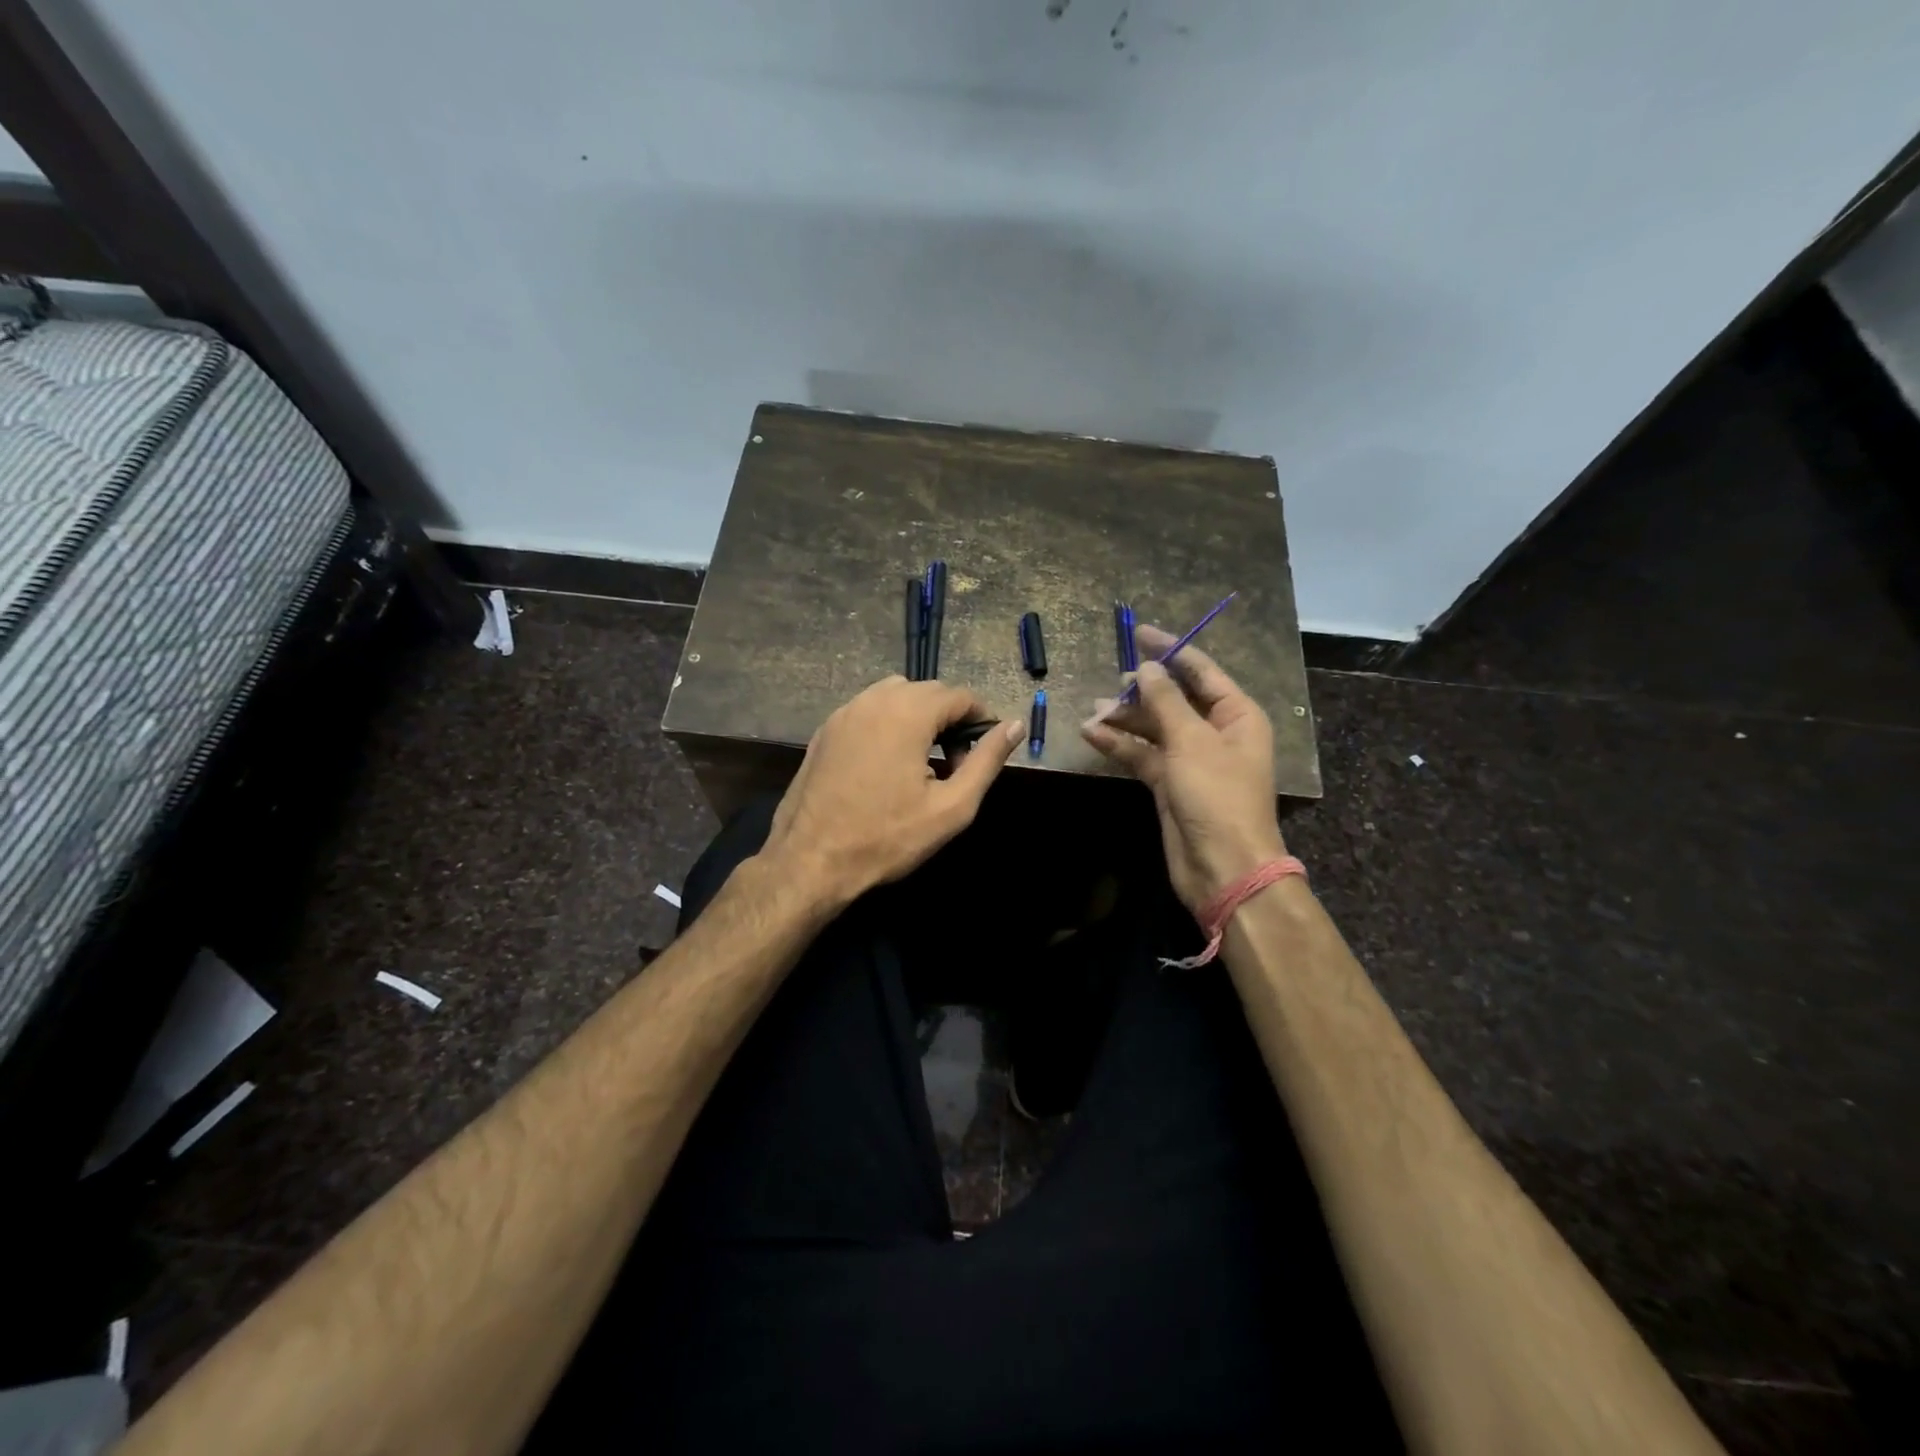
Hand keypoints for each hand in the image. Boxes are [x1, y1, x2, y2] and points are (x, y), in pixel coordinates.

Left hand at [761, 676, 1022, 906]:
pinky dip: (888, 724)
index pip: (959, 695)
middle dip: (950, 719)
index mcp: (907, 712)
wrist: (810, 861)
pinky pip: (868, 711)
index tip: (984, 753)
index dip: (981, 720)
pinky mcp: (825, 730)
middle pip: (927, 692)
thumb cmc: (887, 837)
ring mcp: (844, 712)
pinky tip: (887, 765)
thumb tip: (1015, 725)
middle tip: (956, 765)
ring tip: (923, 763)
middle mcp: (874, 699)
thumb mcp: (952, 807)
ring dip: (919, 718)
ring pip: (895, 696)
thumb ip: (987, 761)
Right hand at [1080, 625, 1286, 912]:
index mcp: (1237, 715)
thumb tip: (1147, 669)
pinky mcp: (1169, 784)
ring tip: (1093, 711)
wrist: (1223, 867)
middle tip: (1112, 685)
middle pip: (1174, 699)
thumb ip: (1166, 701)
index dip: (1170, 650)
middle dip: (1141, 691)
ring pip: (1153, 728)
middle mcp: (1216, 733)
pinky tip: (1092, 734)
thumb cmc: (1217, 796)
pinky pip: (1142, 755)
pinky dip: (1120, 745)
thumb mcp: (1191, 741)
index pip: (1201, 671)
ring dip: (1125, 719)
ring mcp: (1191, 760)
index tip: (1138, 633)